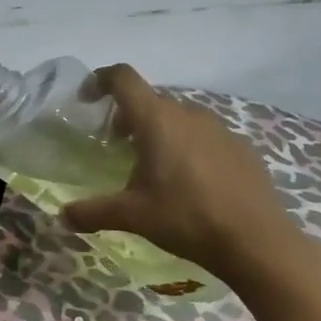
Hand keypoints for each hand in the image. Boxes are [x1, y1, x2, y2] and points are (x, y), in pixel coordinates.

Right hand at [58, 63, 298, 276]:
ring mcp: (219, 129)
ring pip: (178, 117)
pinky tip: (189, 182)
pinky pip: (204, 135)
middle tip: (116, 145)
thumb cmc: (186, 218)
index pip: (122, 78)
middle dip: (127, 116)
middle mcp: (188, 114)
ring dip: (158, 131)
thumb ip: (92, 212)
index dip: (99, 80)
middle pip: (149, 99)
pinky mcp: (241, 147)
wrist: (257, 242)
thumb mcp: (131, 216)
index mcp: (156, 120)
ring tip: (152, 166)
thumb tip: (62, 216)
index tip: (86, 100)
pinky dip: (187, 146)